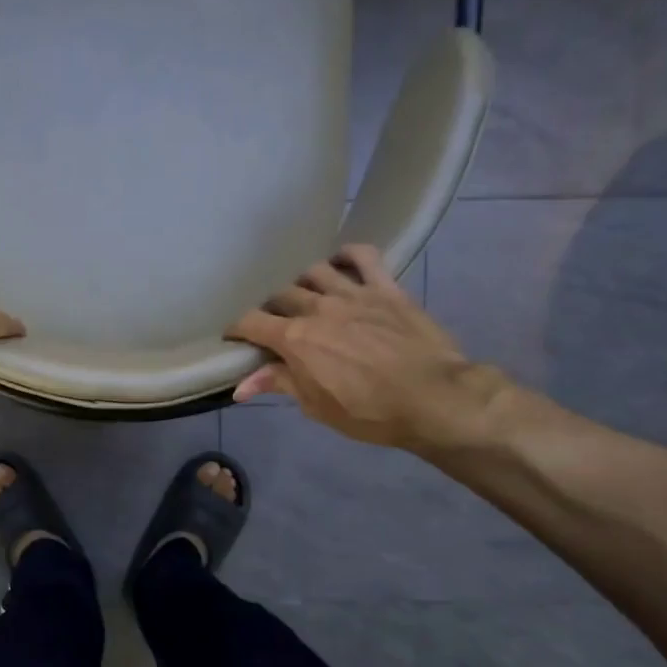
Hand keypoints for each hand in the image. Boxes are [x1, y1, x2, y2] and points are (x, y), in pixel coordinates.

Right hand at [226, 244, 507, 451]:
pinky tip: (340, 264)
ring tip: (305, 296)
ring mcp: (353, 293)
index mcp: (295, 339)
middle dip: (270, 309)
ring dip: (303, 282)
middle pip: (280, 295)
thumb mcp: (316, 406)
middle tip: (273, 324)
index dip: (236, 328)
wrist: (432, 398)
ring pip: (314, 271)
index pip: (250, 321)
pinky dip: (347, 255)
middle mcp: (318, 308)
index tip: (234, 337)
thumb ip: (279, 384)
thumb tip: (241, 386)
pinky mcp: (385, 288)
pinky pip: (363, 256)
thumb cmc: (368, 412)